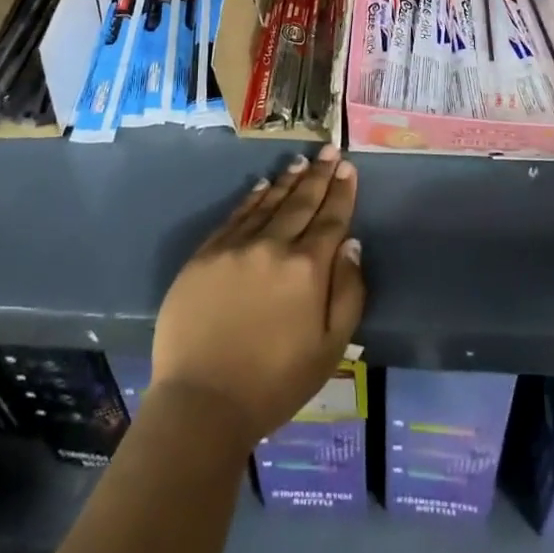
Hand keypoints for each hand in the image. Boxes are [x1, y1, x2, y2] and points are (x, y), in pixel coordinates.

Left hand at [150, 144, 365, 448]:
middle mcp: (273, 246)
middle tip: (329, 150)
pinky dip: (252, 198)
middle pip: (301, 202)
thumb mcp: (330, 348)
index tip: (347, 167)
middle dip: (319, 175)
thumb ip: (348, 292)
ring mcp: (235, 247)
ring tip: (301, 162)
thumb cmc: (274, 382)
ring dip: (287, 180)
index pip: (331, 219)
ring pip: (267, 203)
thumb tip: (351, 244)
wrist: (202, 403)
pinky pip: (235, 216)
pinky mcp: (205, 255)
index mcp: (307, 269)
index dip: (341, 192)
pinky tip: (262, 186)